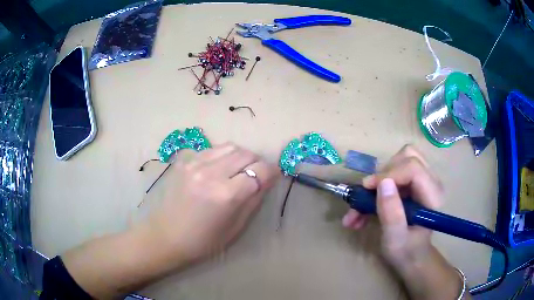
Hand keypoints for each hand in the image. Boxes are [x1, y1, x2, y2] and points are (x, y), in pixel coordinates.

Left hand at [146, 142, 279, 266]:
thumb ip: (254, 200)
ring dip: (240, 156)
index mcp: (226, 195)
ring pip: (229, 146)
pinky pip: (211, 149)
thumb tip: (268, 179)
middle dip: (256, 162)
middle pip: (246, 153)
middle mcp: (211, 173)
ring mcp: (195, 163)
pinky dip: (221, 156)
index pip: (260, 171)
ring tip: (237, 170)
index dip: (271, 172)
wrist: (164, 235)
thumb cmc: (202, 240)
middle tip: (255, 175)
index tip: (273, 176)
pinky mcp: (184, 160)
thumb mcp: (235, 227)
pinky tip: (217, 169)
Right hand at [342, 145, 465, 299]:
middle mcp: (431, 182)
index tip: (367, 188)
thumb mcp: (395, 239)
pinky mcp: (414, 183)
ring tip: (363, 203)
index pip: (413, 168)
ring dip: (379, 178)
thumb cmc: (405, 252)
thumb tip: (383, 183)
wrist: (412, 256)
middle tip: (367, 194)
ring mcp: (423, 180)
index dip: (388, 174)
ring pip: (401, 160)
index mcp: (432, 196)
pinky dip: (378, 184)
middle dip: (383, 174)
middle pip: (408, 157)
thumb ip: (391, 213)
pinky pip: (396, 170)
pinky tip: (364, 207)